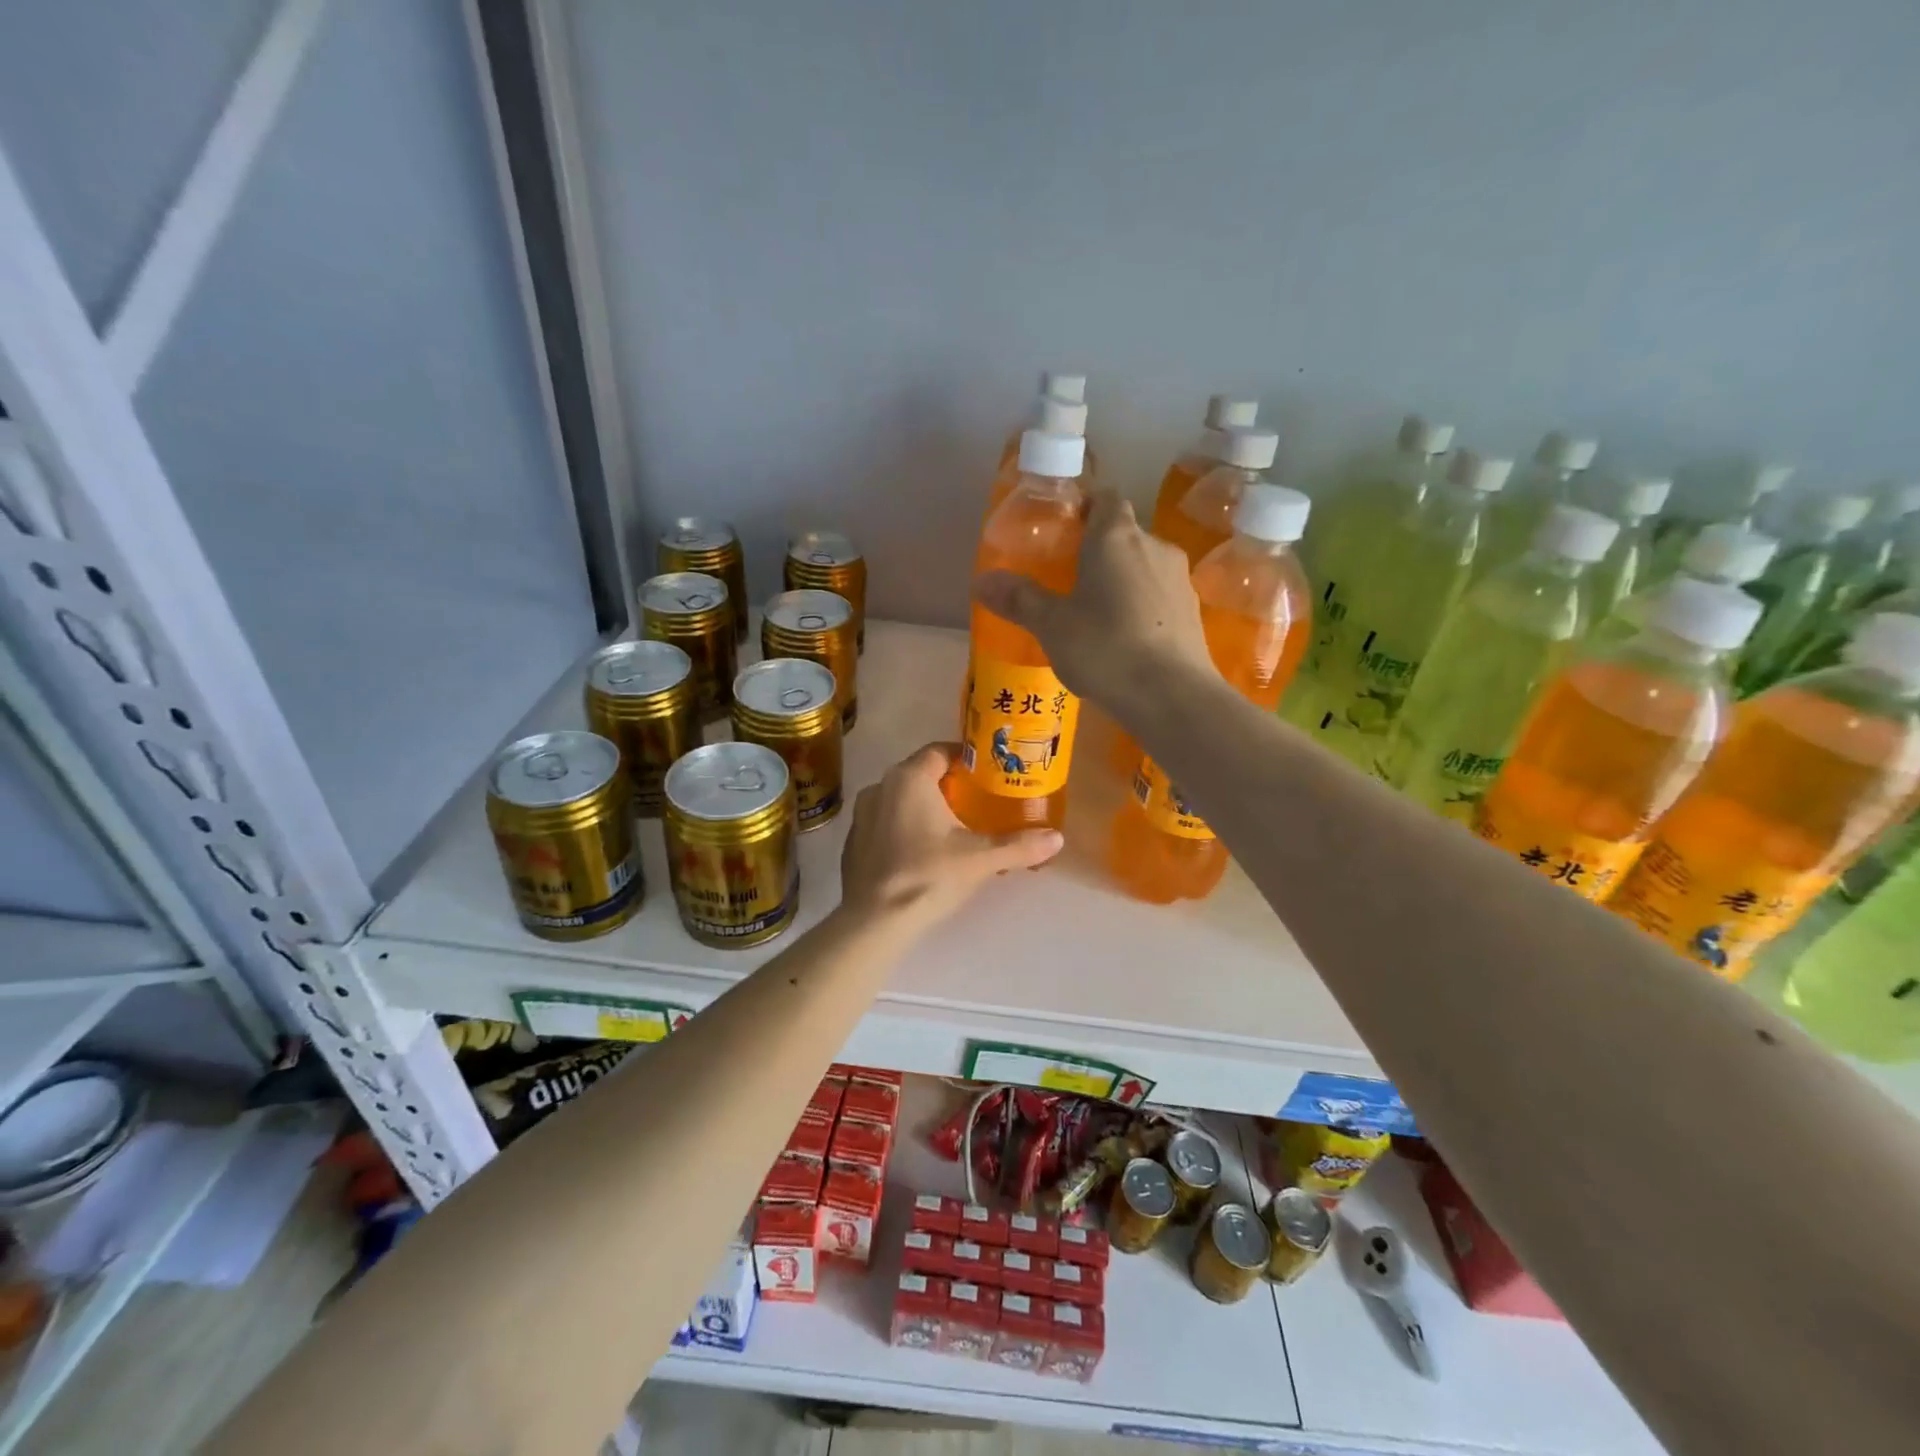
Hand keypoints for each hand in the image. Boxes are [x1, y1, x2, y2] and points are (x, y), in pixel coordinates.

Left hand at [839, 743, 1062, 926]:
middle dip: (948, 785)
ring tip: (952, 829)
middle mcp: (880, 786)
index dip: (965, 758)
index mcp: (909, 778)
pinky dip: (904, 829)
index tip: (987, 773)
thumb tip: (1057, 838)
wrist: (873, 922)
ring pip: (900, 799)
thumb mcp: (980, 860)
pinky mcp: (853, 841)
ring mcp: (862, 814)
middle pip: (920, 774)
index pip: (940, 751)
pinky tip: (922, 854)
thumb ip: (1019, 846)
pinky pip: (885, 823)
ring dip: (924, 808)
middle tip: (977, 802)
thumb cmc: (928, 876)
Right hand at [973, 489, 1210, 711]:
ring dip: (1121, 580)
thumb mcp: (1051, 625)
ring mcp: (1179, 578)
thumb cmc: (1105, 648)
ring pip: (1143, 566)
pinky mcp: (1193, 611)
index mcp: (1115, 536)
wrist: (1173, 696)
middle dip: (1098, 550)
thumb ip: (1019, 598)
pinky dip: (1142, 606)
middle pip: (1124, 533)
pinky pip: (1159, 596)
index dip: (1084, 507)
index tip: (1063, 531)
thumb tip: (981, 581)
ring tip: (1096, 615)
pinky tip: (1125, 639)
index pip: (1105, 498)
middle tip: (1069, 580)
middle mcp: (1153, 545)